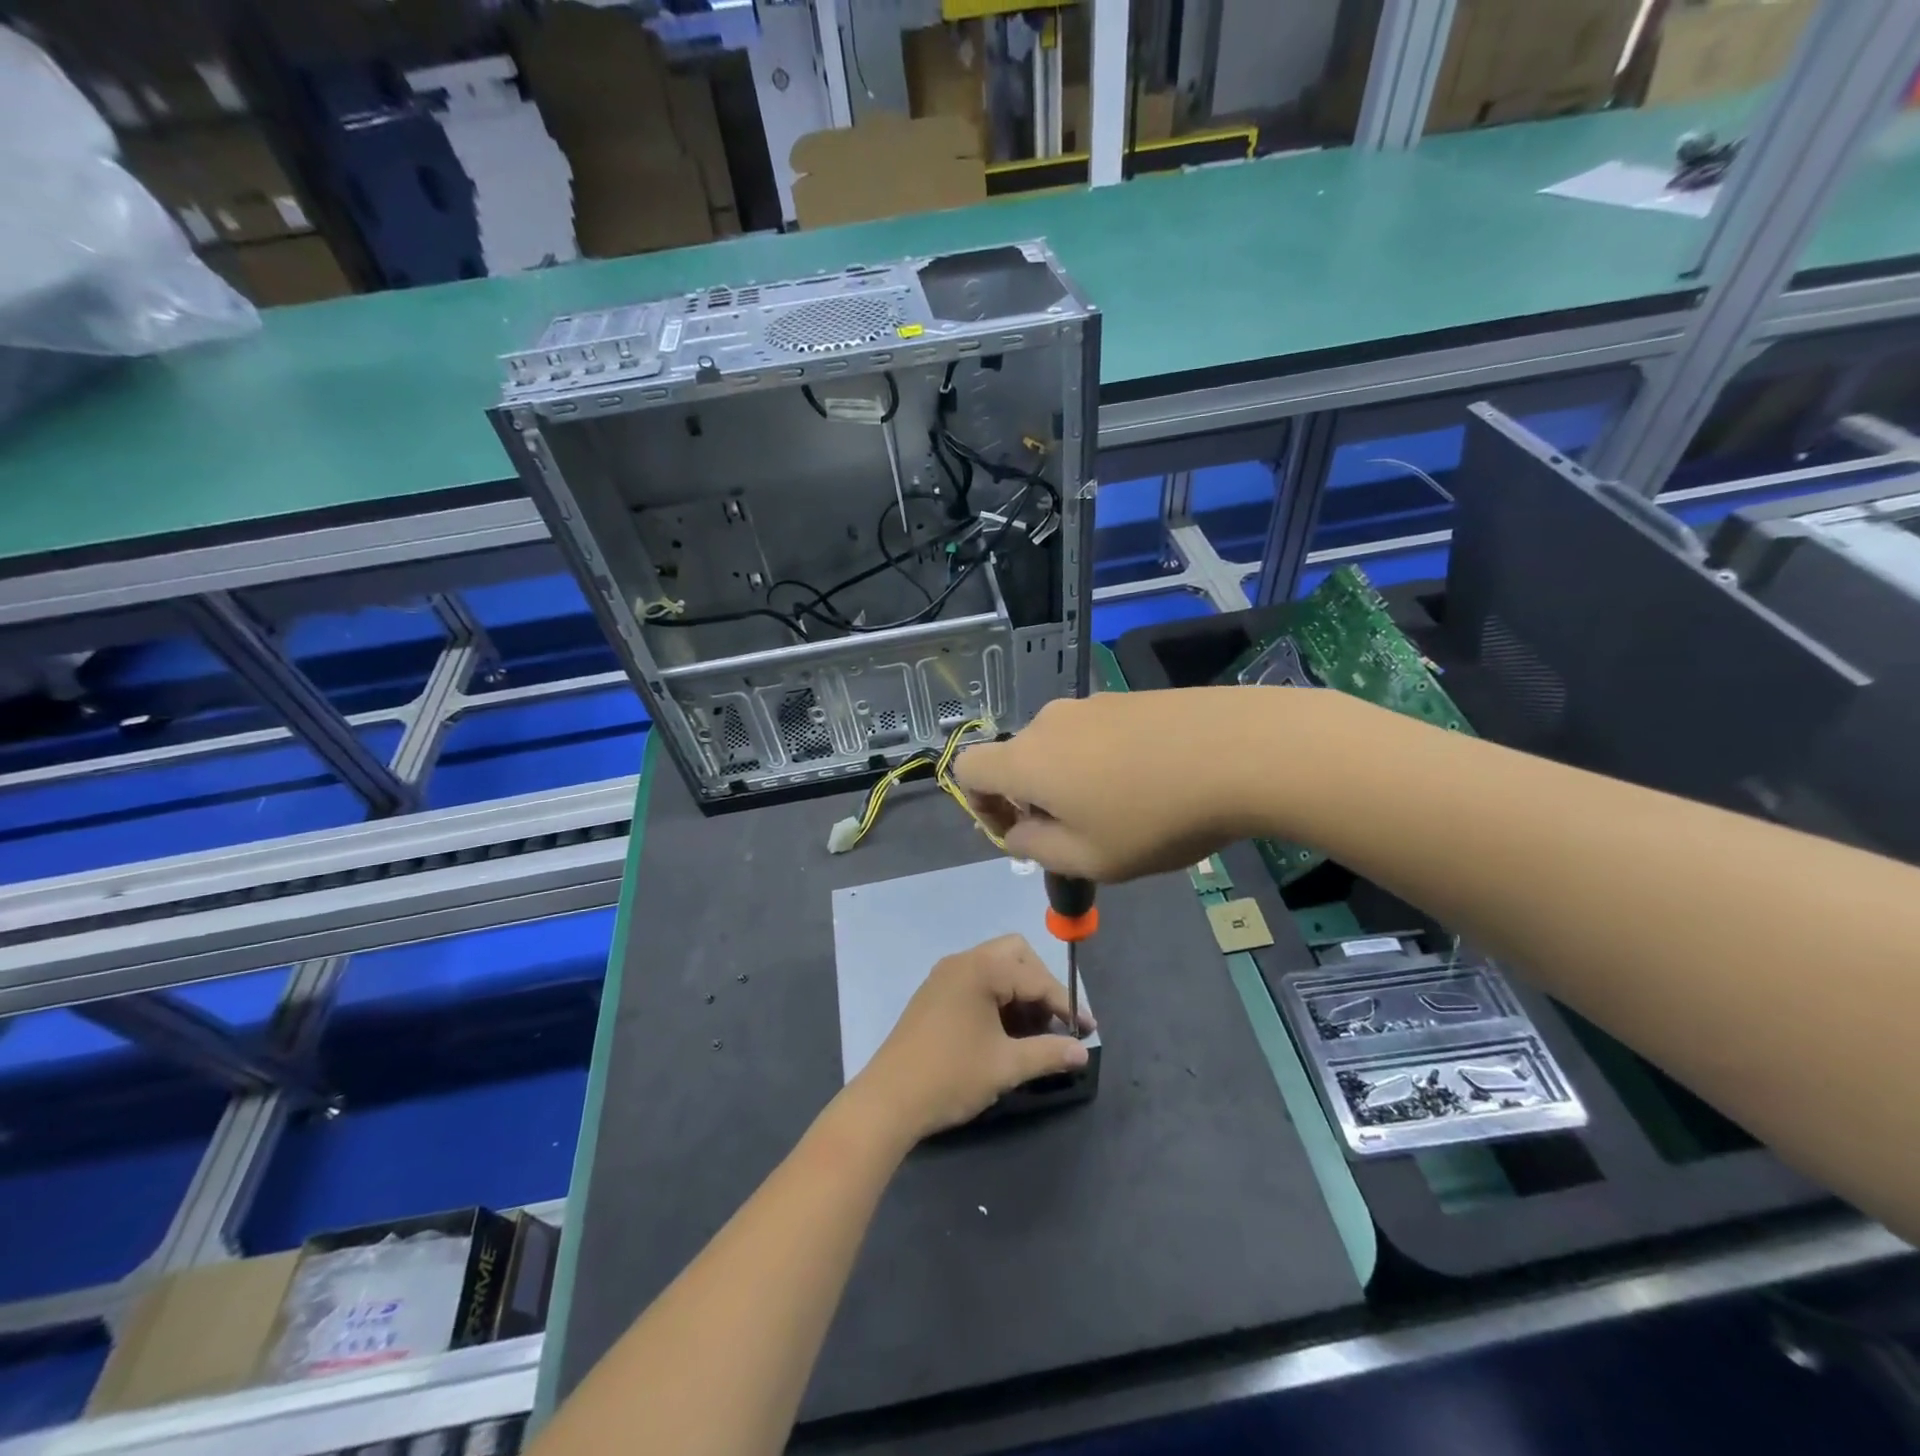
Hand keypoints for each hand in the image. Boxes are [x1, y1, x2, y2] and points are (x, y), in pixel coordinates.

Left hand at [850, 934, 1093, 1144]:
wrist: (888, 1100)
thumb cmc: (950, 1076)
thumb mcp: (1006, 1066)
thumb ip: (1049, 1053)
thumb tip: (1082, 1052)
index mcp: (981, 969)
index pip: (1036, 978)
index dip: (1066, 1004)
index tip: (1088, 1032)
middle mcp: (962, 962)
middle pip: (1016, 955)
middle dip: (1041, 986)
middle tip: (1055, 1023)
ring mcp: (945, 976)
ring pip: (996, 968)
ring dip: (1019, 993)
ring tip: (1033, 1034)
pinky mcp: (934, 994)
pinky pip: (977, 982)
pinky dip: (998, 999)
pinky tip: (1004, 1033)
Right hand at [954, 688, 1289, 880]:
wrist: (1242, 751)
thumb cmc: (1154, 817)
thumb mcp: (1088, 858)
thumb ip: (1037, 849)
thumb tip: (1019, 832)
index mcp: (1026, 759)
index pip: (967, 769)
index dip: (979, 806)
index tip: (1019, 833)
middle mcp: (1049, 722)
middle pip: (1017, 760)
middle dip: (1033, 800)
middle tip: (1078, 836)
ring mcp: (1092, 704)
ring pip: (1060, 748)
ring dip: (1071, 782)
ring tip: (1122, 813)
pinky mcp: (1130, 697)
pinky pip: (1096, 734)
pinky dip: (1103, 762)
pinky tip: (1151, 784)